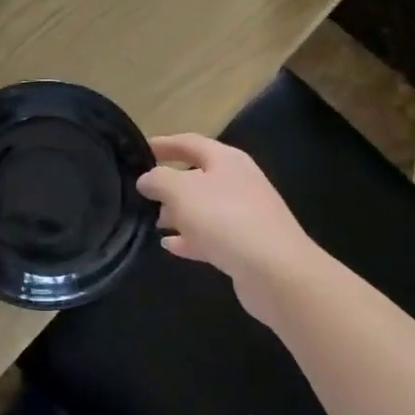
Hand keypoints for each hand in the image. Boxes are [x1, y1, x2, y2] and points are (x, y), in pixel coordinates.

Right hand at [137, 134, 319, 325]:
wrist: (276, 271)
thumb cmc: (224, 218)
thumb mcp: (180, 191)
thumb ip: (158, 180)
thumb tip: (146, 179)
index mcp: (226, 159)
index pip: (189, 143)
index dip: (163, 144)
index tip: (139, 152)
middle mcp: (238, 181)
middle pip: (196, 176)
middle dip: (168, 184)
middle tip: (141, 193)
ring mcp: (244, 214)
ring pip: (203, 208)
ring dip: (177, 213)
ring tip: (151, 222)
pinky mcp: (246, 245)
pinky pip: (211, 235)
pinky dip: (190, 238)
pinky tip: (170, 246)